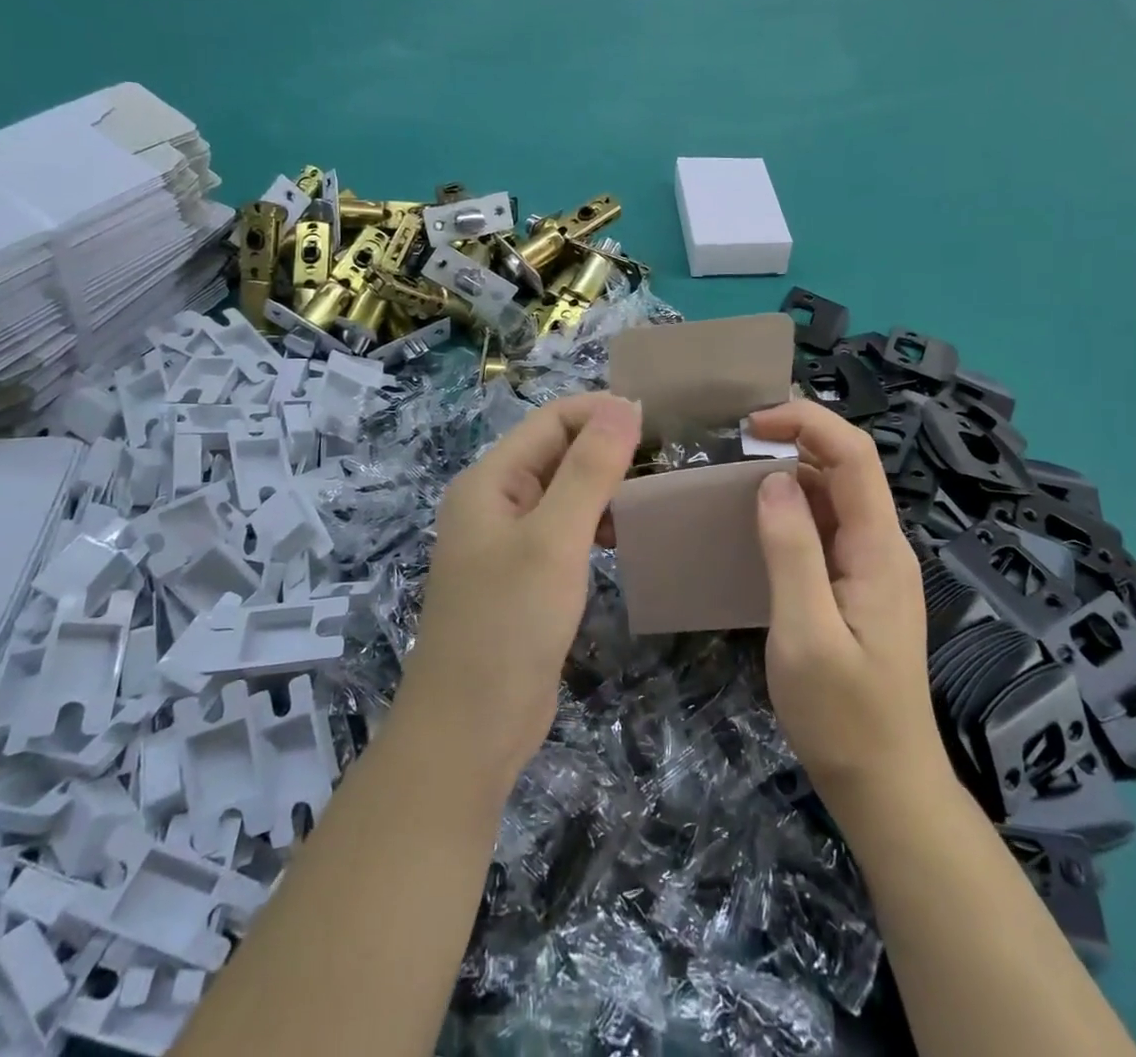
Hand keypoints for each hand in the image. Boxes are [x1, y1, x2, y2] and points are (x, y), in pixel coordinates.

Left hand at [398, 392, 641, 787]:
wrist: (470, 730)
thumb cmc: (509, 625)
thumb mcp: (554, 539)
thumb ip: (589, 469)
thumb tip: (625, 405)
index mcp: (490, 480)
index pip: (551, 420)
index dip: (602, 413)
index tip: (659, 425)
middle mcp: (494, 501)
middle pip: (556, 452)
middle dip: (606, 448)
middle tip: (666, 460)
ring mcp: (507, 540)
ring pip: (563, 491)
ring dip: (603, 485)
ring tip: (653, 494)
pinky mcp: (523, 576)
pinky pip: (563, 529)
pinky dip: (594, 522)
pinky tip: (624, 535)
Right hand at [746, 401, 946, 818]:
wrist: (886, 787)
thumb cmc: (843, 717)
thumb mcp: (805, 634)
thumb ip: (791, 550)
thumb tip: (772, 480)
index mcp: (878, 548)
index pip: (854, 456)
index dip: (807, 423)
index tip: (751, 424)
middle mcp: (882, 546)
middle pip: (846, 469)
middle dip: (796, 441)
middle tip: (733, 446)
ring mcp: (872, 568)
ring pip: (834, 498)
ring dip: (791, 476)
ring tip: (735, 479)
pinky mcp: (858, 589)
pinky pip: (827, 530)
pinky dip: (793, 512)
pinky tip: (758, 526)